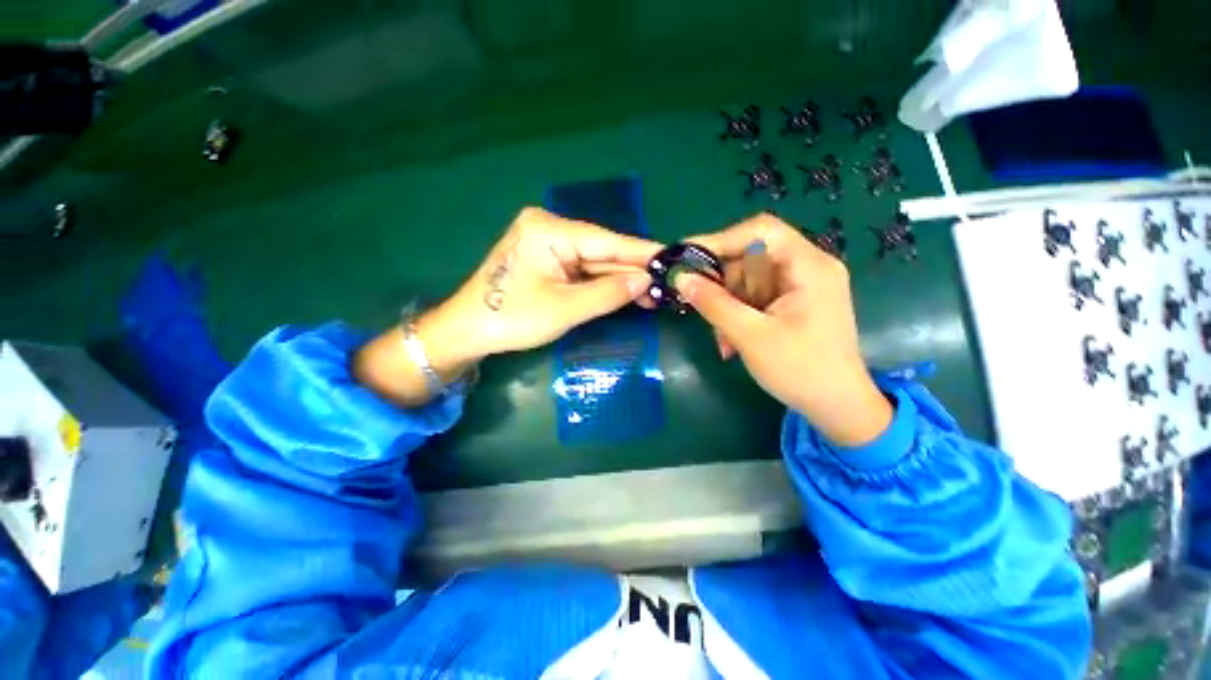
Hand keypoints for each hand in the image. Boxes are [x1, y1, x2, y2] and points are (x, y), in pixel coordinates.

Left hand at [355, 207, 659, 404]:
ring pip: (594, 262)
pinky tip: (627, 292)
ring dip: (620, 280)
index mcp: (549, 230)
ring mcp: (547, 243)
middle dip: (632, 271)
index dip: (641, 253)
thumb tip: (646, 281)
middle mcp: (549, 228)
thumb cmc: (512, 319)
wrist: (468, 331)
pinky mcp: (547, 259)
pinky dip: (602, 284)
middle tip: (665, 285)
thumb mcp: (565, 309)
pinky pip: (582, 270)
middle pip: (601, 251)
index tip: (671, 258)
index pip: (607, 241)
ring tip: (653, 294)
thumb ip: (608, 293)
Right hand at [677, 214, 892, 446]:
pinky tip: (732, 340)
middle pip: (751, 255)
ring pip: (748, 279)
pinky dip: (738, 314)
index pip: (760, 231)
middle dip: (722, 283)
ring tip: (721, 338)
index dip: (721, 240)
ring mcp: (801, 286)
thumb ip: (713, 303)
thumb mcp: (750, 335)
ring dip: (727, 304)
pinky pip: (755, 296)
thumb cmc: (800, 370)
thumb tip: (681, 278)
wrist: (837, 407)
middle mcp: (807, 267)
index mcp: (809, 266)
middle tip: (700, 305)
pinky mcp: (794, 302)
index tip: (688, 259)